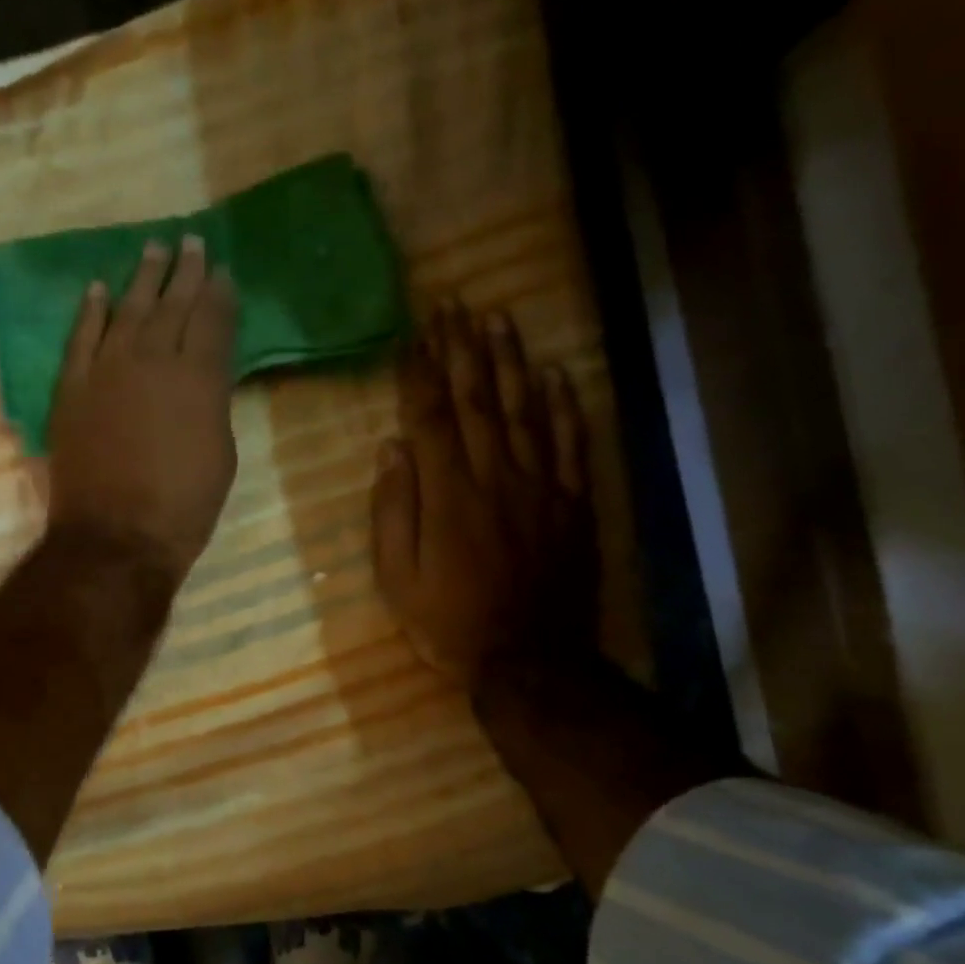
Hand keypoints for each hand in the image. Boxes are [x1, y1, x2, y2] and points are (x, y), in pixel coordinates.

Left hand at [47, 235, 239, 578]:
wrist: (117, 537)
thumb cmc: (183, 507)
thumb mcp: (221, 456)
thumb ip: (213, 406)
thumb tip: (206, 380)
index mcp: (200, 378)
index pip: (213, 320)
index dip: (220, 293)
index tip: (222, 271)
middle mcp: (154, 360)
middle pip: (172, 304)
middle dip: (185, 272)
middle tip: (190, 242)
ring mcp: (107, 371)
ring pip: (127, 310)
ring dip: (141, 278)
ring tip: (152, 249)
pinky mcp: (72, 389)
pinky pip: (81, 338)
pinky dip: (90, 312)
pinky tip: (98, 289)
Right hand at [371, 303, 597, 688]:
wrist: (528, 659)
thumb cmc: (449, 623)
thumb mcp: (397, 578)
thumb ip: (393, 511)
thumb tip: (391, 449)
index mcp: (448, 494)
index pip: (429, 417)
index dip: (418, 372)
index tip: (410, 333)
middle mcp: (495, 476)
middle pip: (477, 400)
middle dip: (462, 348)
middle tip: (453, 304)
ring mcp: (541, 486)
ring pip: (526, 409)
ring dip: (510, 360)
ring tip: (498, 317)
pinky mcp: (573, 503)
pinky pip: (573, 443)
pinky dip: (566, 405)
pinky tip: (557, 373)